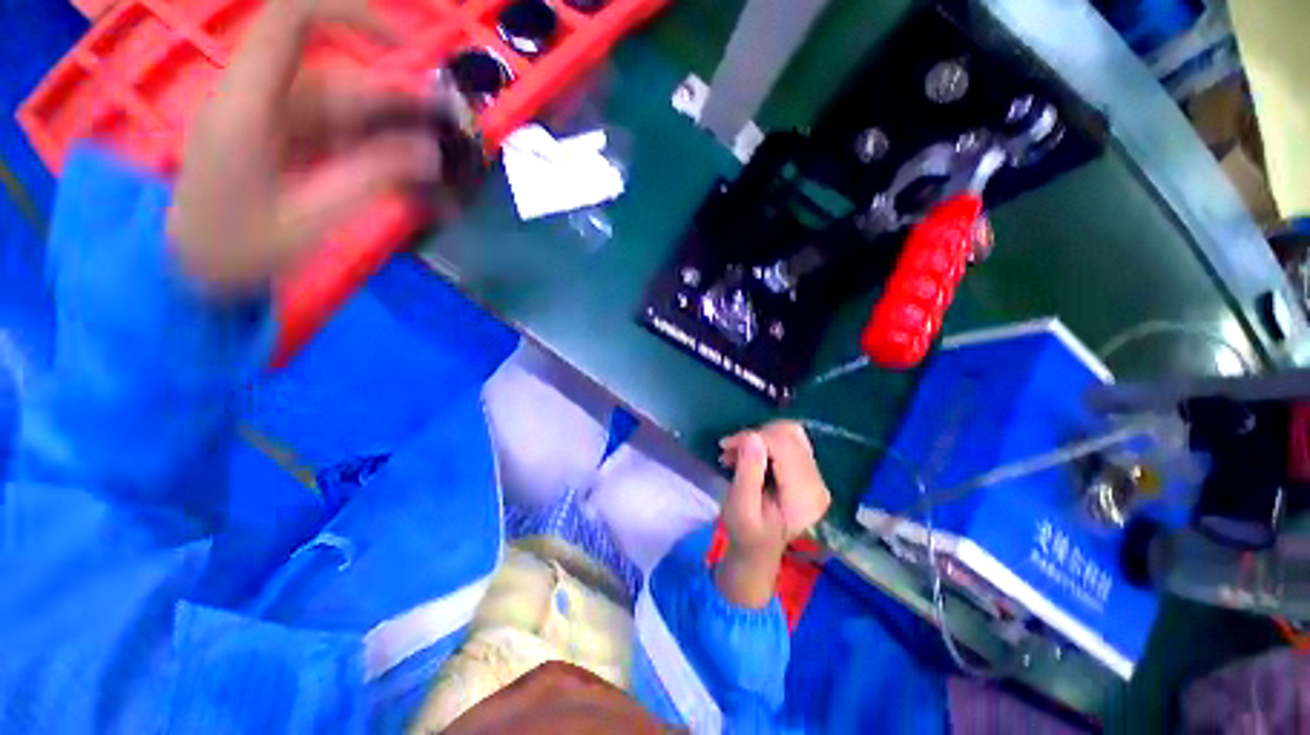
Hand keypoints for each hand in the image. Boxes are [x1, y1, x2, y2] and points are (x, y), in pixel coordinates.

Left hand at [168, 0, 440, 293]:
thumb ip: (370, 180)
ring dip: (392, 135)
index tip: (406, 45)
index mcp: (250, 104)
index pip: (293, 20)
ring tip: (435, 174)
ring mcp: (273, 120)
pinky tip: (405, 181)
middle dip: (396, 104)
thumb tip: (429, 152)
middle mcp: (261, 99)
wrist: (197, 269)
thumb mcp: (311, 218)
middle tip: (447, 137)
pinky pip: (338, 134)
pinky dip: (375, 153)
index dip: (351, 14)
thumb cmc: (240, 249)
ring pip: (343, 109)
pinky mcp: (284, 140)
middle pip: (336, 78)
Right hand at [715, 421, 830, 607]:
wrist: (758, 549)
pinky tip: (751, 453)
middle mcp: (818, 482)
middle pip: (788, 435)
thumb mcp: (740, 506)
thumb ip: (748, 471)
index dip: (752, 437)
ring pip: (789, 433)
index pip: (782, 446)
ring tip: (738, 452)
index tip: (725, 446)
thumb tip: (753, 436)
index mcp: (804, 495)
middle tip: (729, 450)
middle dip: (754, 435)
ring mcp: (817, 475)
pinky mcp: (809, 470)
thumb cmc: (745, 532)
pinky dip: (767, 439)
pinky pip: (790, 440)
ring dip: (760, 436)